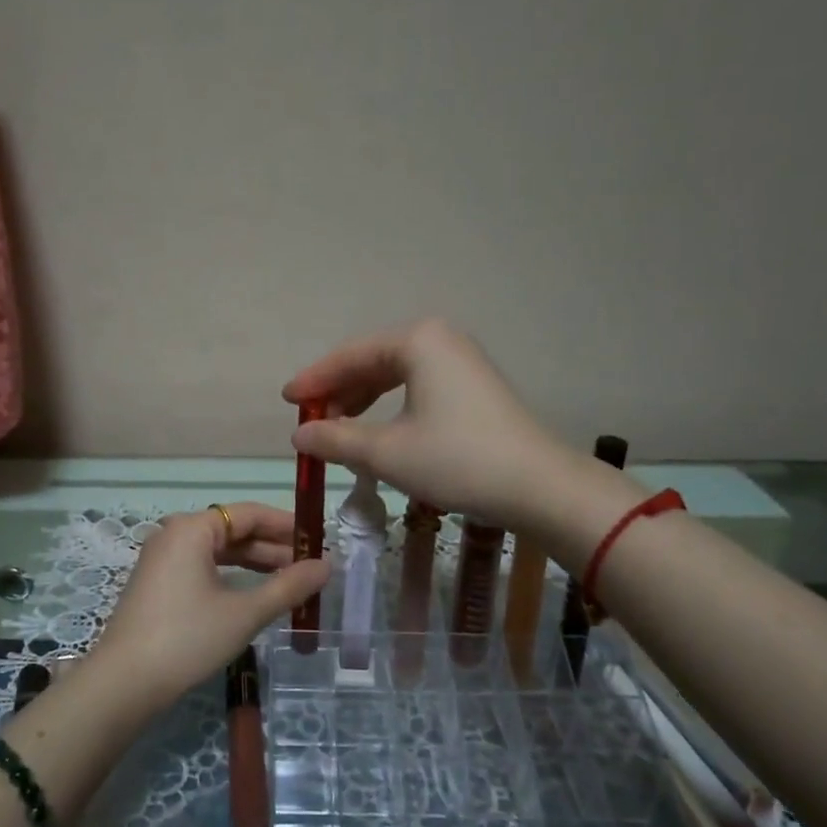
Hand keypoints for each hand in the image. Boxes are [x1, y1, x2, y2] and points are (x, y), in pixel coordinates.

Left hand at [90, 503, 328, 712]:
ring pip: (218, 551)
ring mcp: (162, 559)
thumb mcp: (245, 612)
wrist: (124, 683)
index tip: (319, 540)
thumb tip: (327, 565)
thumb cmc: (188, 638)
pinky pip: (203, 568)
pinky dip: (231, 576)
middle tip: (312, 565)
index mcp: (192, 528)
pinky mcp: (157, 584)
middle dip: (273, 547)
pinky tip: (254, 594)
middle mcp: (174, 534)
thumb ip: (288, 586)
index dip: (287, 525)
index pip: (249, 513)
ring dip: (254, 564)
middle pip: (233, 530)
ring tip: (291, 580)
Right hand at [283, 318, 568, 530]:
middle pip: (372, 361)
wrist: (539, 486)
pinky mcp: (474, 386)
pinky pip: (418, 387)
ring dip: (364, 401)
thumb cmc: (456, 460)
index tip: (287, 401)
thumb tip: (300, 437)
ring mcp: (461, 361)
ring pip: (395, 375)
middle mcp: (439, 340)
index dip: (314, 380)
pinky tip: (379, 434)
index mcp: (417, 341)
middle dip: (339, 392)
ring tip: (340, 431)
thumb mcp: (386, 452)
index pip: (350, 355)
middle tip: (312, 422)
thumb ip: (336, 439)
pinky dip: (391, 407)